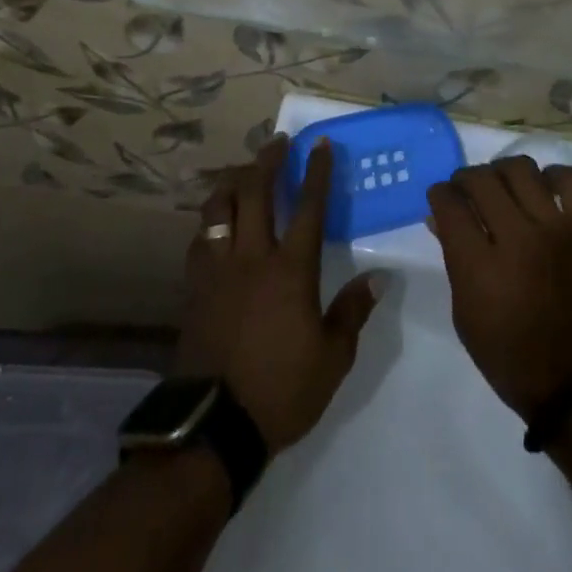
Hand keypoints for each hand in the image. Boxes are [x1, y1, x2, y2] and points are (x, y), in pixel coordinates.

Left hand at [177, 138, 380, 453]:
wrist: (211, 428)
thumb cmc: (281, 391)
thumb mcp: (332, 358)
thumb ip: (352, 312)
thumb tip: (377, 278)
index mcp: (290, 270)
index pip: (307, 206)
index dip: (316, 172)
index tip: (319, 144)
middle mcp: (252, 258)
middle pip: (255, 192)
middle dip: (267, 160)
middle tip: (278, 142)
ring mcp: (217, 271)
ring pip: (218, 208)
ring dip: (232, 181)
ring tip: (243, 171)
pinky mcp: (194, 289)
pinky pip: (199, 240)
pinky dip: (210, 220)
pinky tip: (216, 222)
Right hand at [427, 157, 571, 421]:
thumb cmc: (511, 357)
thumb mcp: (466, 315)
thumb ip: (453, 260)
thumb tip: (440, 217)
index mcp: (480, 266)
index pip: (449, 203)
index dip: (439, 195)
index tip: (442, 199)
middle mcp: (517, 237)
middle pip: (481, 179)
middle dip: (465, 180)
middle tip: (468, 192)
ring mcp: (557, 228)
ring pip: (521, 169)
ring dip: (503, 173)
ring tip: (504, 189)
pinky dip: (555, 177)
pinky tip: (545, 191)